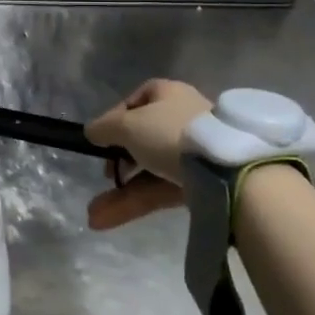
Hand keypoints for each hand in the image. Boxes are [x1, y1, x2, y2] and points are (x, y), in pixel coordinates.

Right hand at [83, 79, 212, 230]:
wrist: (223, 168)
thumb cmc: (169, 132)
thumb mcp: (128, 125)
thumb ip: (104, 128)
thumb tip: (91, 131)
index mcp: (168, 94)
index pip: (135, 101)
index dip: (114, 119)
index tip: (100, 139)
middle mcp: (181, 119)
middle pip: (141, 139)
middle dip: (117, 162)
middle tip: (105, 175)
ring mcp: (192, 153)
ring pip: (149, 170)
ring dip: (120, 193)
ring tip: (94, 215)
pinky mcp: (198, 182)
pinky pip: (160, 189)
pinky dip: (135, 203)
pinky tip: (106, 220)